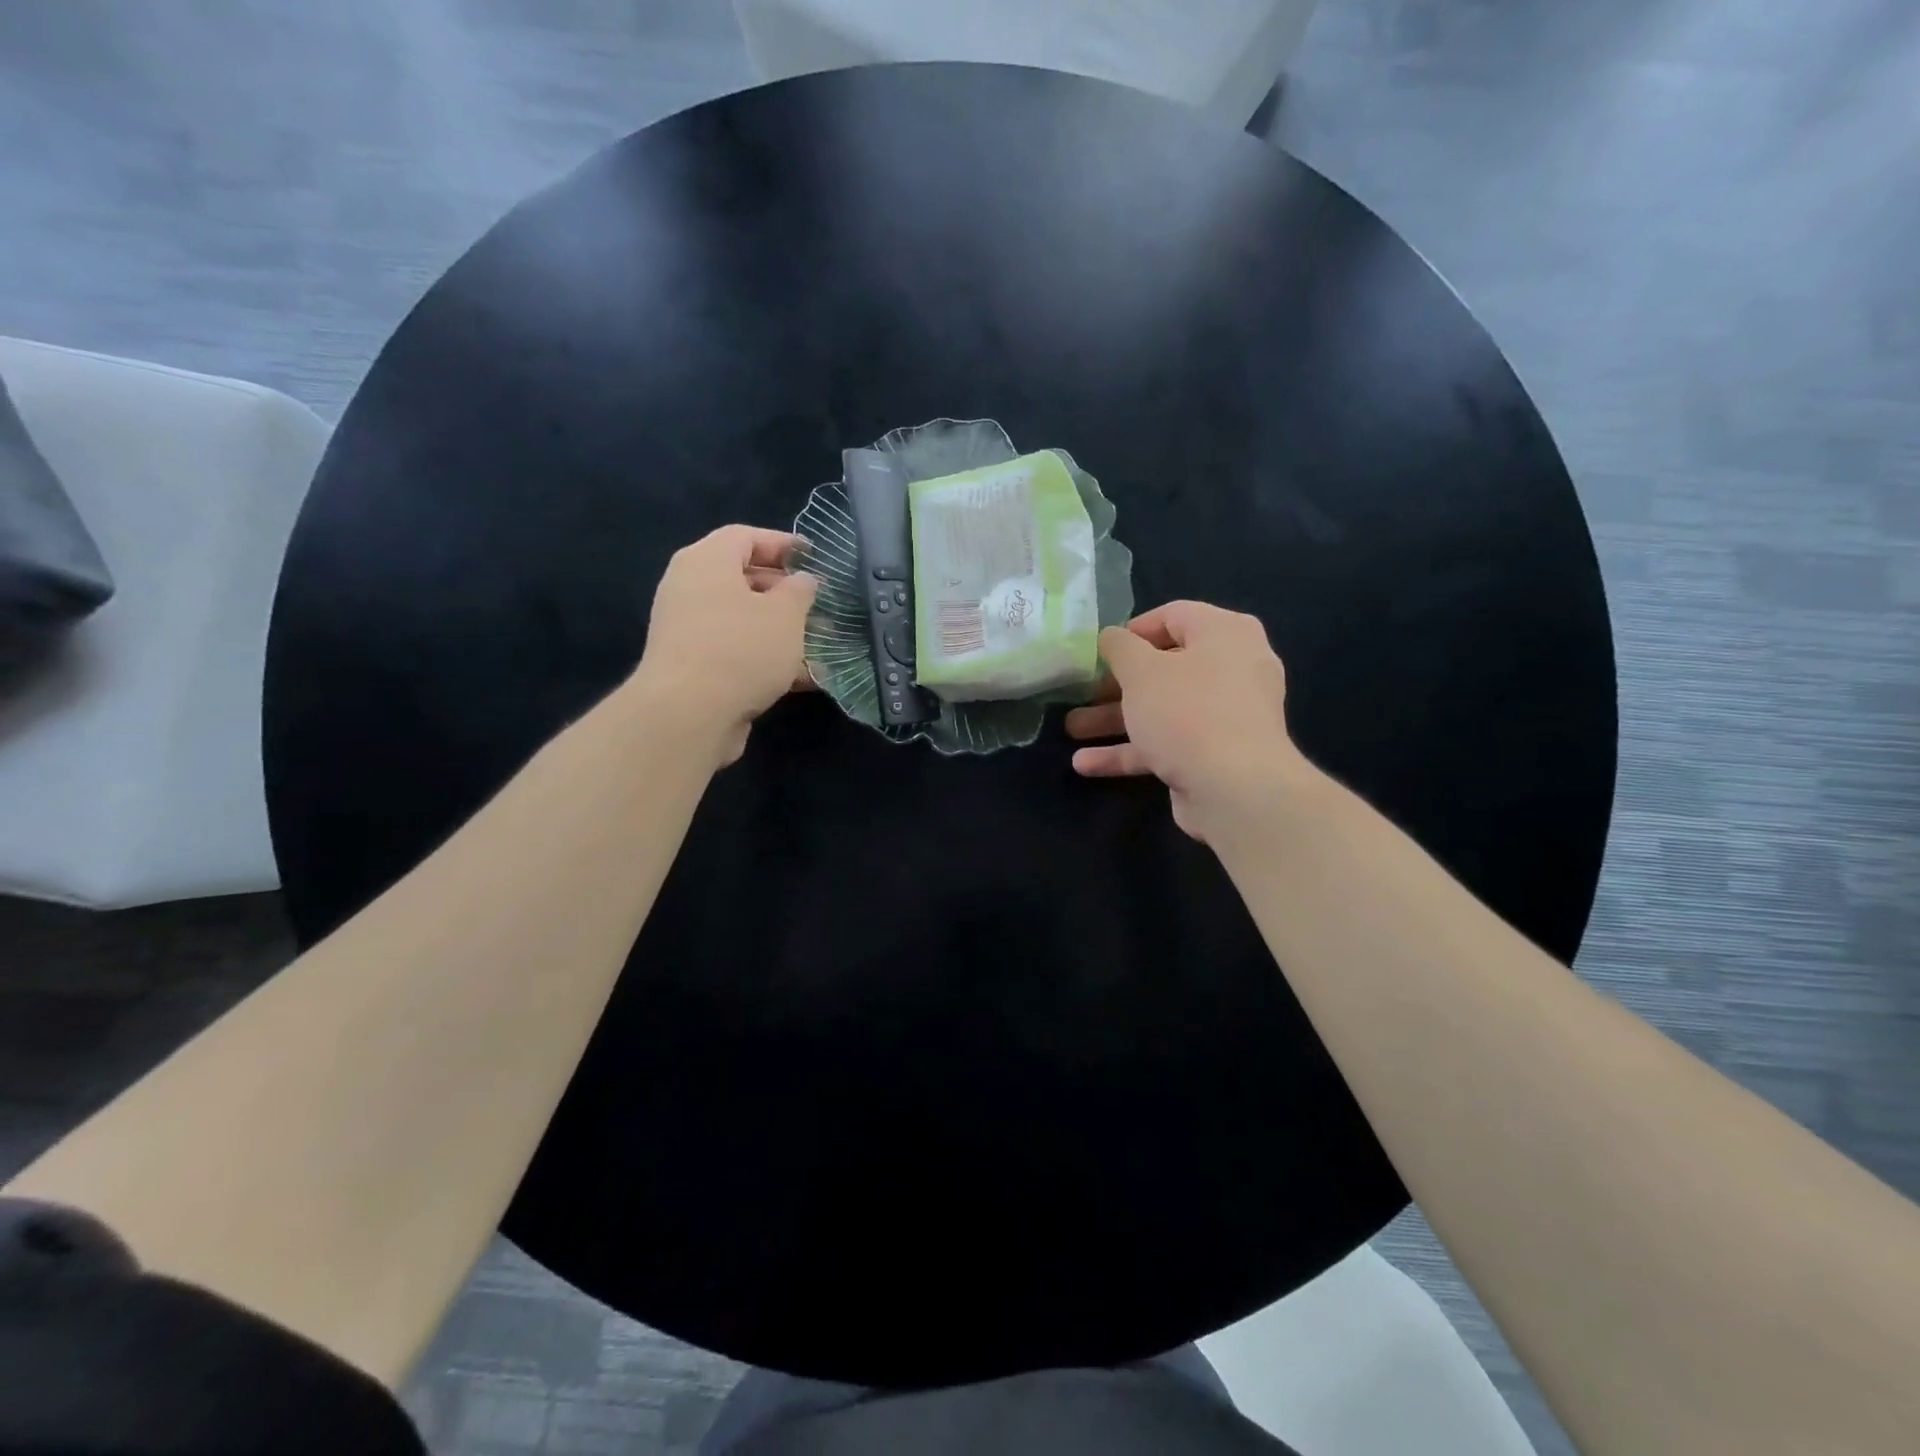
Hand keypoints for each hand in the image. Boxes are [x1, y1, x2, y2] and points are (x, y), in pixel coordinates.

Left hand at [636, 525, 817, 764]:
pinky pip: (737, 651)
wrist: (688, 715)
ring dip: (781, 630)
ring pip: (743, 620)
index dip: (783, 543)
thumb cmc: (741, 649)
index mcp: (706, 561)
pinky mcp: (694, 667)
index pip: (745, 537)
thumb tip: (803, 580)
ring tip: (820, 643)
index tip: (815, 558)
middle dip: (786, 592)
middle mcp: (690, 589)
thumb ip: (800, 591)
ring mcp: (689, 630)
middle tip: (821, 605)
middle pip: (743, 579)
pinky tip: (804, 677)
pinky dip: (767, 658)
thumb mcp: (786, 614)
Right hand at [1064, 601, 1310, 840]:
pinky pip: (1168, 743)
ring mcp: (1226, 715)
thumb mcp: (1141, 671)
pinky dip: (1132, 750)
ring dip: (1115, 719)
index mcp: (1224, 634)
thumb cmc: (1187, 712)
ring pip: (1162, 709)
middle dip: (1115, 684)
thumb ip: (1119, 647)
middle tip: (1081, 693)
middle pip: (1164, 667)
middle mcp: (1232, 669)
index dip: (1131, 630)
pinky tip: (1087, 765)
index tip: (1099, 651)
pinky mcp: (1215, 755)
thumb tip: (1110, 637)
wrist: (1235, 790)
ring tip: (1073, 729)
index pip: (1174, 616)